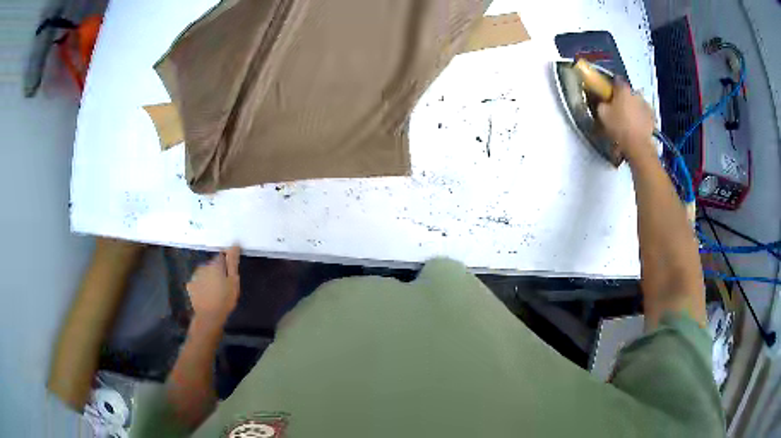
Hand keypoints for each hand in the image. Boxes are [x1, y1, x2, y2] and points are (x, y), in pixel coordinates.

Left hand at [186, 246, 240, 326]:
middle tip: (224, 286)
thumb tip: (234, 245)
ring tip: (215, 292)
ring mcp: (195, 276)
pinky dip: (202, 285)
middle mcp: (203, 266)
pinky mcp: (190, 285)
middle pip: (212, 265)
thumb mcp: (233, 281)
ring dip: (209, 278)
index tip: (230, 275)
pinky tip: (206, 295)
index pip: (222, 256)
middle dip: (217, 272)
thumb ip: (233, 262)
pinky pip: (198, 281)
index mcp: (215, 264)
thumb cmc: (224, 299)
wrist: (208, 316)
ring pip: (204, 273)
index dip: (226, 265)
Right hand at [597, 80, 655, 162]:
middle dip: (623, 98)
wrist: (638, 146)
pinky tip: (636, 126)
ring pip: (637, 102)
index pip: (616, 80)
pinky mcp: (652, 117)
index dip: (611, 86)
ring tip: (628, 119)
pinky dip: (640, 117)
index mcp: (623, 89)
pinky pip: (644, 114)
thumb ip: (601, 103)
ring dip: (633, 107)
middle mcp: (636, 93)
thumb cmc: (619, 127)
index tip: (607, 93)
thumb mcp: (602, 114)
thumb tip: (603, 102)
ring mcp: (646, 105)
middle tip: (617, 108)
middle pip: (628, 92)